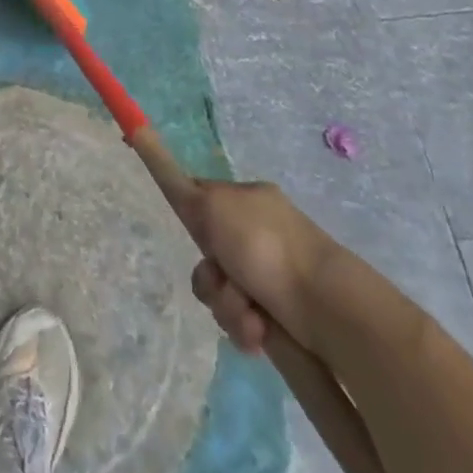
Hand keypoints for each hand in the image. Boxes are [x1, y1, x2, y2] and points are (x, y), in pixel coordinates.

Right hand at [189, 180, 335, 355]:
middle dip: (211, 278)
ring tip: (248, 314)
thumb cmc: (264, 245)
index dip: (194, 223)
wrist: (324, 303)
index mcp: (248, 200)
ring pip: (223, 292)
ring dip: (227, 306)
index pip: (204, 203)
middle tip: (222, 280)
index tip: (200, 240)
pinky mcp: (281, 314)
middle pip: (209, 257)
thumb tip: (148, 141)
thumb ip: (180, 186)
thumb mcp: (213, 204)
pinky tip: (259, 331)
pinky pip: (244, 320)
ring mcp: (271, 274)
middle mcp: (259, 233)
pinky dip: (245, 327)